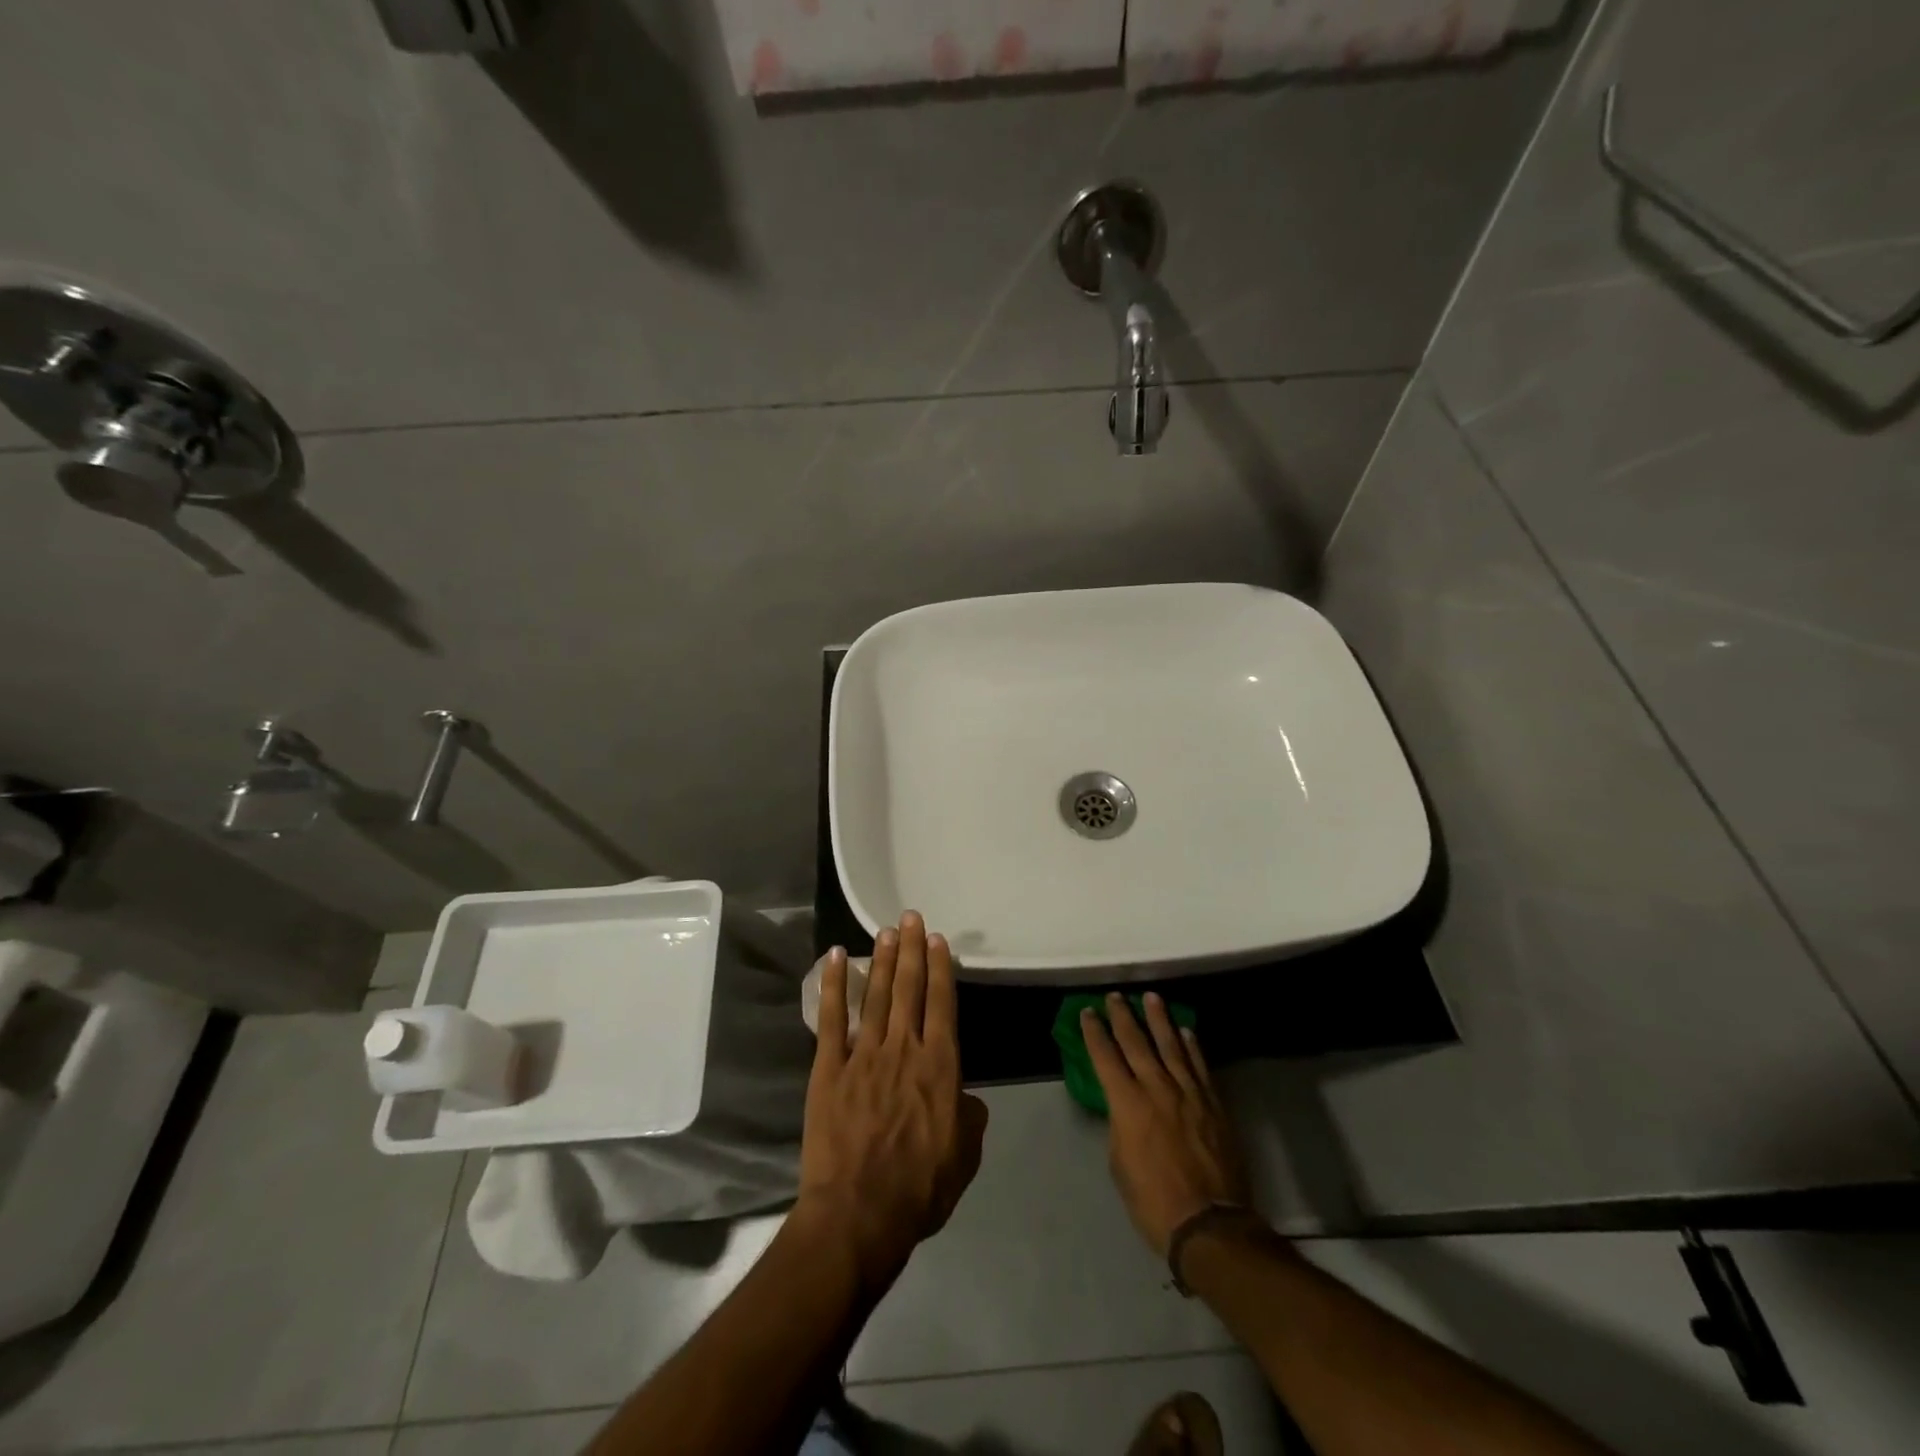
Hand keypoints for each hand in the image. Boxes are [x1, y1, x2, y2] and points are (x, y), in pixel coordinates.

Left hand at [797, 911, 988, 1286]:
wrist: (859, 1213)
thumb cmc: (919, 1189)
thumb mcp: (963, 1157)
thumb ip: (970, 1119)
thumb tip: (968, 1099)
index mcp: (940, 1066)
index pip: (942, 1004)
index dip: (940, 969)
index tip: (938, 940)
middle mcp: (903, 1049)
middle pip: (909, 989)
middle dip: (912, 950)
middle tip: (911, 917)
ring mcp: (863, 1055)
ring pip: (876, 995)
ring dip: (882, 960)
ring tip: (886, 931)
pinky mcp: (829, 1068)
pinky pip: (832, 1019)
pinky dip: (834, 986)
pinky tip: (836, 958)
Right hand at [1082, 992, 1250, 1258]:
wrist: (1209, 1223)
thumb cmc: (1153, 1201)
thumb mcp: (1120, 1164)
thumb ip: (1120, 1126)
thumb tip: (1123, 1107)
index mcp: (1127, 1103)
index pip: (1105, 1057)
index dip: (1094, 1033)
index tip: (1087, 1012)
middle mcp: (1156, 1088)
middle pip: (1136, 1042)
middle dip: (1122, 1016)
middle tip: (1115, 996)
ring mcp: (1188, 1093)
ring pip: (1171, 1045)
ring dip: (1159, 1019)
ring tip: (1151, 997)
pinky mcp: (1213, 1103)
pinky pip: (1199, 1065)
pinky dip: (1192, 1046)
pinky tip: (1186, 1031)